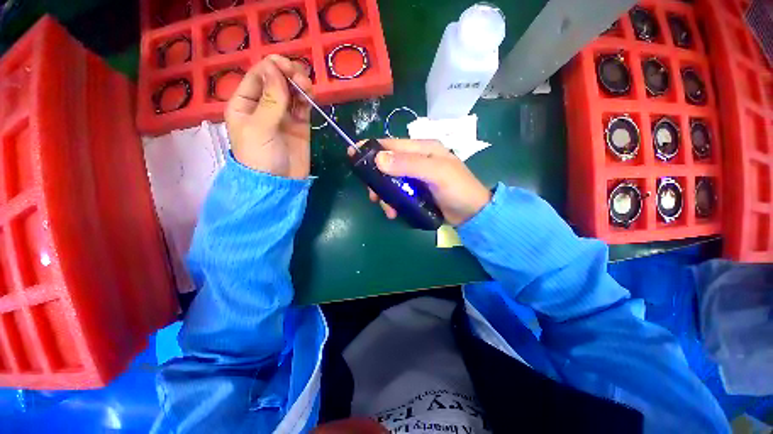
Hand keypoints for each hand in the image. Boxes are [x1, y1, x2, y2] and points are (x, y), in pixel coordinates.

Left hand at [225, 55, 313, 178]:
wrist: (279, 184)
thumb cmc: (260, 156)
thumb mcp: (260, 127)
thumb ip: (270, 99)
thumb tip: (274, 68)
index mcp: (245, 103)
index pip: (258, 76)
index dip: (272, 67)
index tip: (286, 68)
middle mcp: (263, 106)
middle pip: (277, 81)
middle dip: (288, 75)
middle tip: (300, 80)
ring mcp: (283, 116)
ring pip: (292, 92)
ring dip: (300, 85)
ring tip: (307, 88)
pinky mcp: (299, 126)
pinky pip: (303, 106)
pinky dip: (307, 99)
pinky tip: (311, 97)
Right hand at [350, 139, 491, 225]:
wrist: (472, 214)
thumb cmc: (458, 189)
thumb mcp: (436, 173)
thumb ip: (409, 164)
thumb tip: (378, 158)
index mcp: (423, 148)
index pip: (392, 144)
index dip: (372, 148)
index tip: (352, 154)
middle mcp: (417, 160)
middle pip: (387, 164)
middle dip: (377, 180)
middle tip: (373, 196)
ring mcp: (415, 177)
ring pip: (390, 182)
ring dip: (385, 195)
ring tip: (388, 209)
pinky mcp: (415, 192)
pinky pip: (397, 194)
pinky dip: (392, 203)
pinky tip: (394, 212)